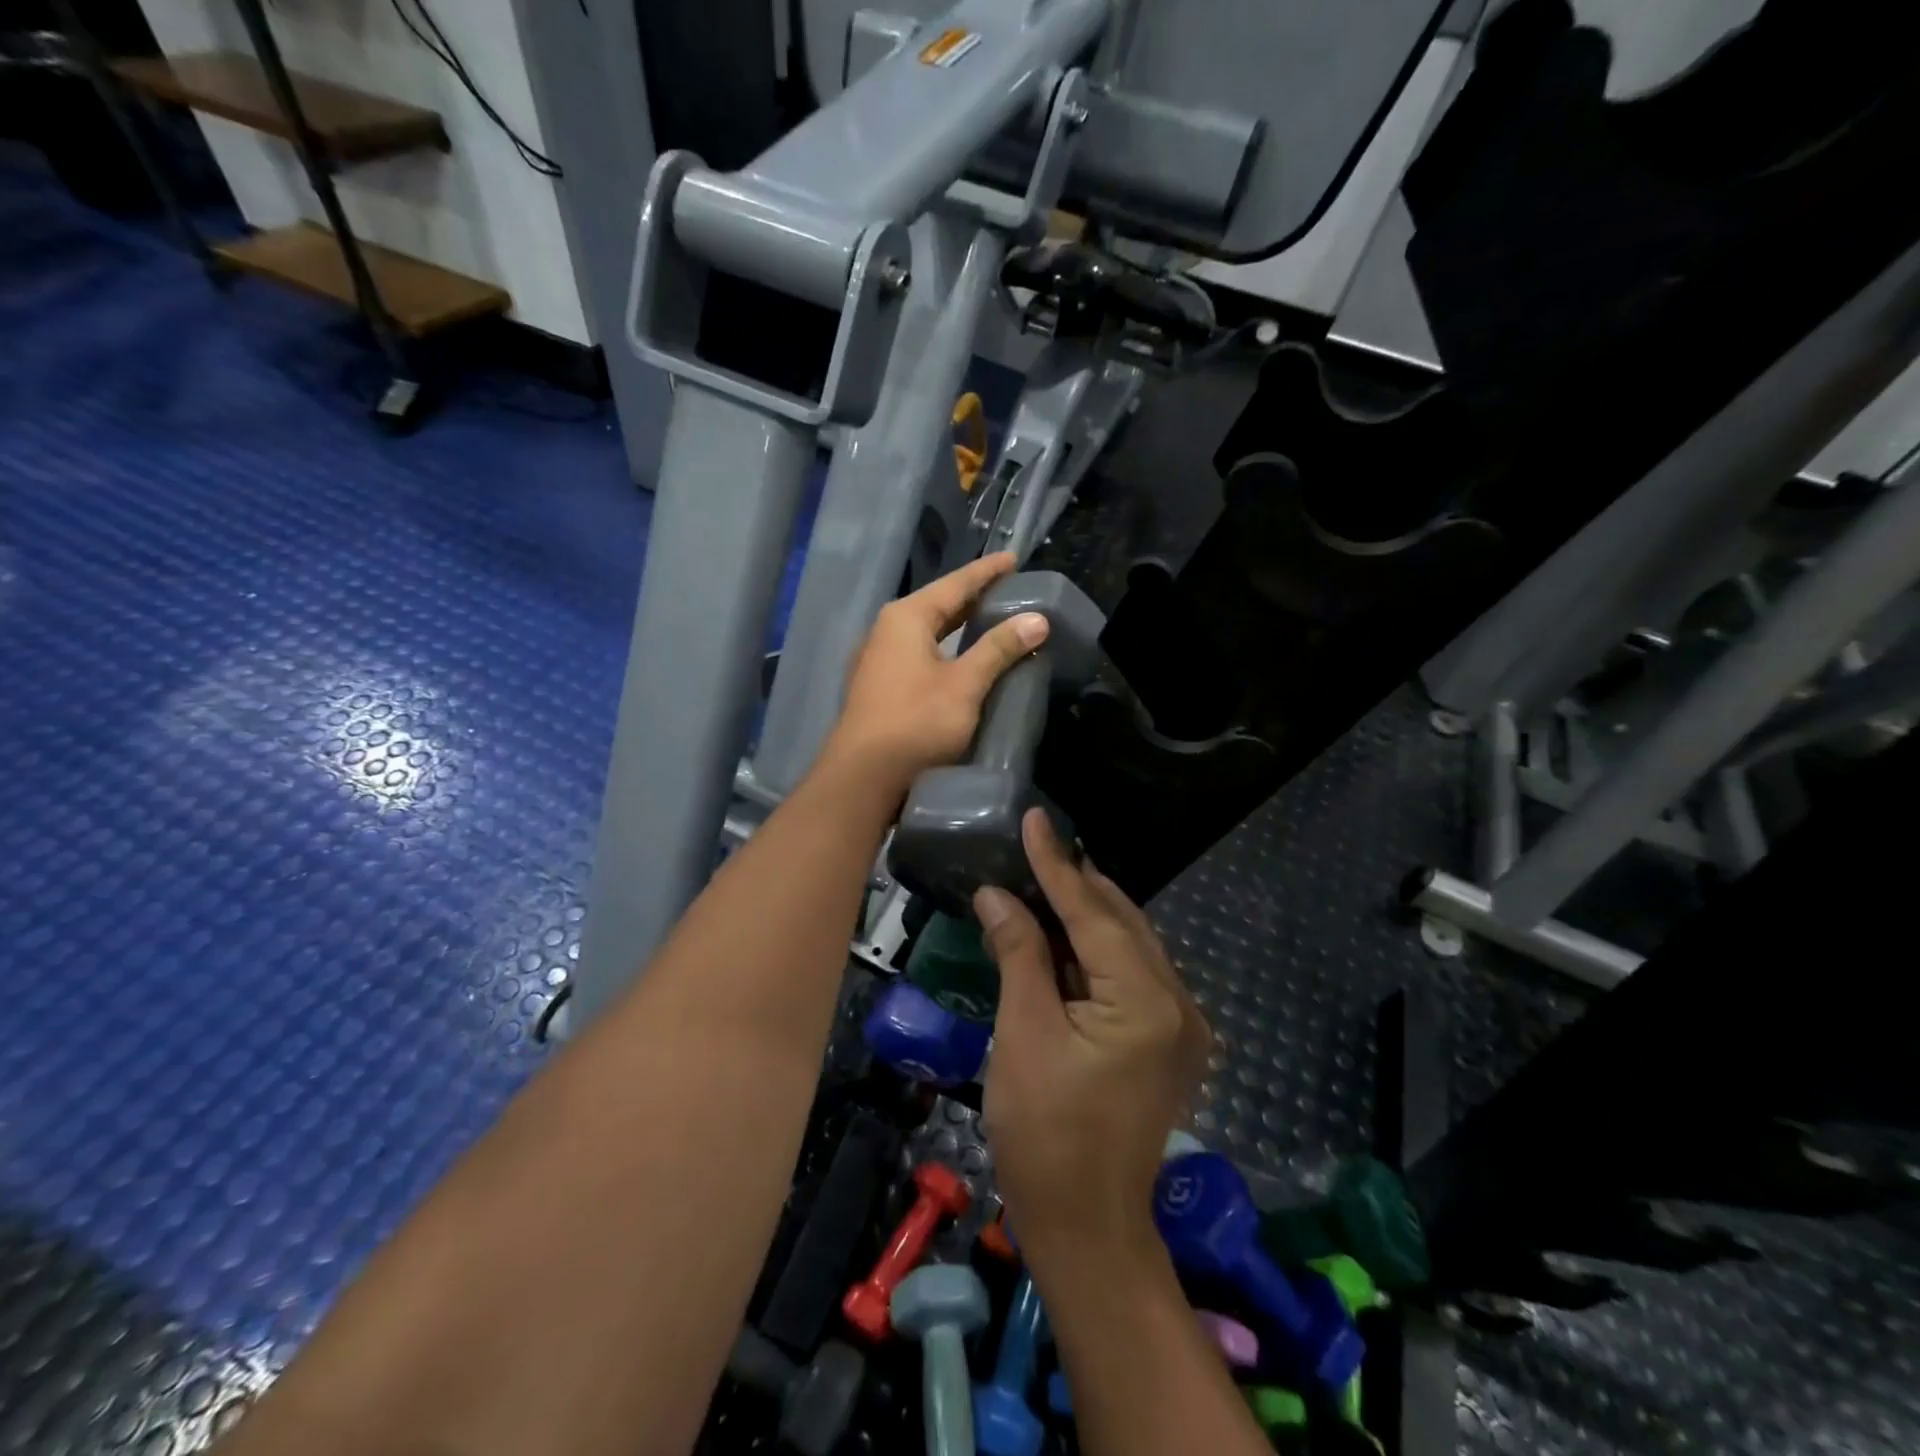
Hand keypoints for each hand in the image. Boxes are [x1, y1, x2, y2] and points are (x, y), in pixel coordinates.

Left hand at [821, 553, 1048, 796]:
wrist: (864, 777)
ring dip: (961, 626)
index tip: (1014, 559)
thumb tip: (1037, 619)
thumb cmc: (916, 722)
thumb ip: (999, 649)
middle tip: (1012, 590)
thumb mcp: (964, 684)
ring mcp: (881, 660)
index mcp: (906, 617)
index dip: (987, 572)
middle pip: (940, 605)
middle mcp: (888, 630)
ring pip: (930, 632)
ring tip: (995, 621)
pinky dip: (948, 650)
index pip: (955, 583)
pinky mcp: (882, 687)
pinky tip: (966, 660)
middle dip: (975, 597)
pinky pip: (922, 654)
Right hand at [975, 811, 1211, 1261]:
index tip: (1036, 819)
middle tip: (1035, 844)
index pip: (1093, 913)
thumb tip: (997, 895)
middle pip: (1120, 922)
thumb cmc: (1044, 1134)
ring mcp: (1182, 1025)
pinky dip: (1097, 948)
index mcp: (1146, 1001)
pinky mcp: (1170, 1041)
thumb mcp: (1024, 1034)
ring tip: (1044, 876)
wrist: (1086, 1227)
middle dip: (1075, 883)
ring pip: (1129, 945)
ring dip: (1086, 913)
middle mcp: (1178, 1003)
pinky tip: (1066, 932)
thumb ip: (1019, 953)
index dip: (1056, 865)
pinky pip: (1133, 973)